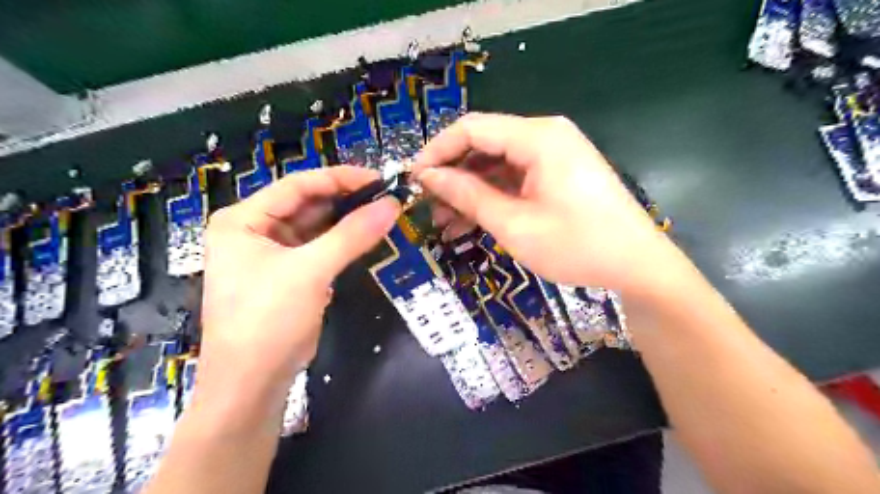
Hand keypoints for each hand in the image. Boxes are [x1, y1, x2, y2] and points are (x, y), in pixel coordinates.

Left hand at [199, 168, 399, 399]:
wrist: (251, 384)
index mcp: (244, 219)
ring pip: (316, 227)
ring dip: (347, 222)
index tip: (379, 180)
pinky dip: (342, 243)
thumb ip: (352, 235)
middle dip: (346, 201)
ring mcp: (272, 254)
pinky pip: (319, 248)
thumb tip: (392, 205)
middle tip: (387, 198)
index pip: (298, 185)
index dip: (339, 179)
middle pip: (307, 204)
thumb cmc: (268, 320)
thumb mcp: (310, 272)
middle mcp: (255, 230)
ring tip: (383, 215)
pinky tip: (366, 238)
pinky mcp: (289, 274)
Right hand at [417, 114, 682, 295]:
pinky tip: (470, 222)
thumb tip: (429, 176)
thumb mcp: (515, 224)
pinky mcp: (557, 174)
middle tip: (426, 204)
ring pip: (496, 165)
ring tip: (442, 221)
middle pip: (484, 144)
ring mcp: (553, 155)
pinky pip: (514, 179)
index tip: (413, 178)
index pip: (472, 128)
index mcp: (537, 137)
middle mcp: (545, 136)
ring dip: (469, 190)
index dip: (437, 151)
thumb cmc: (577, 246)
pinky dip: (492, 197)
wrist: (637, 265)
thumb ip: (469, 195)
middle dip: (452, 174)